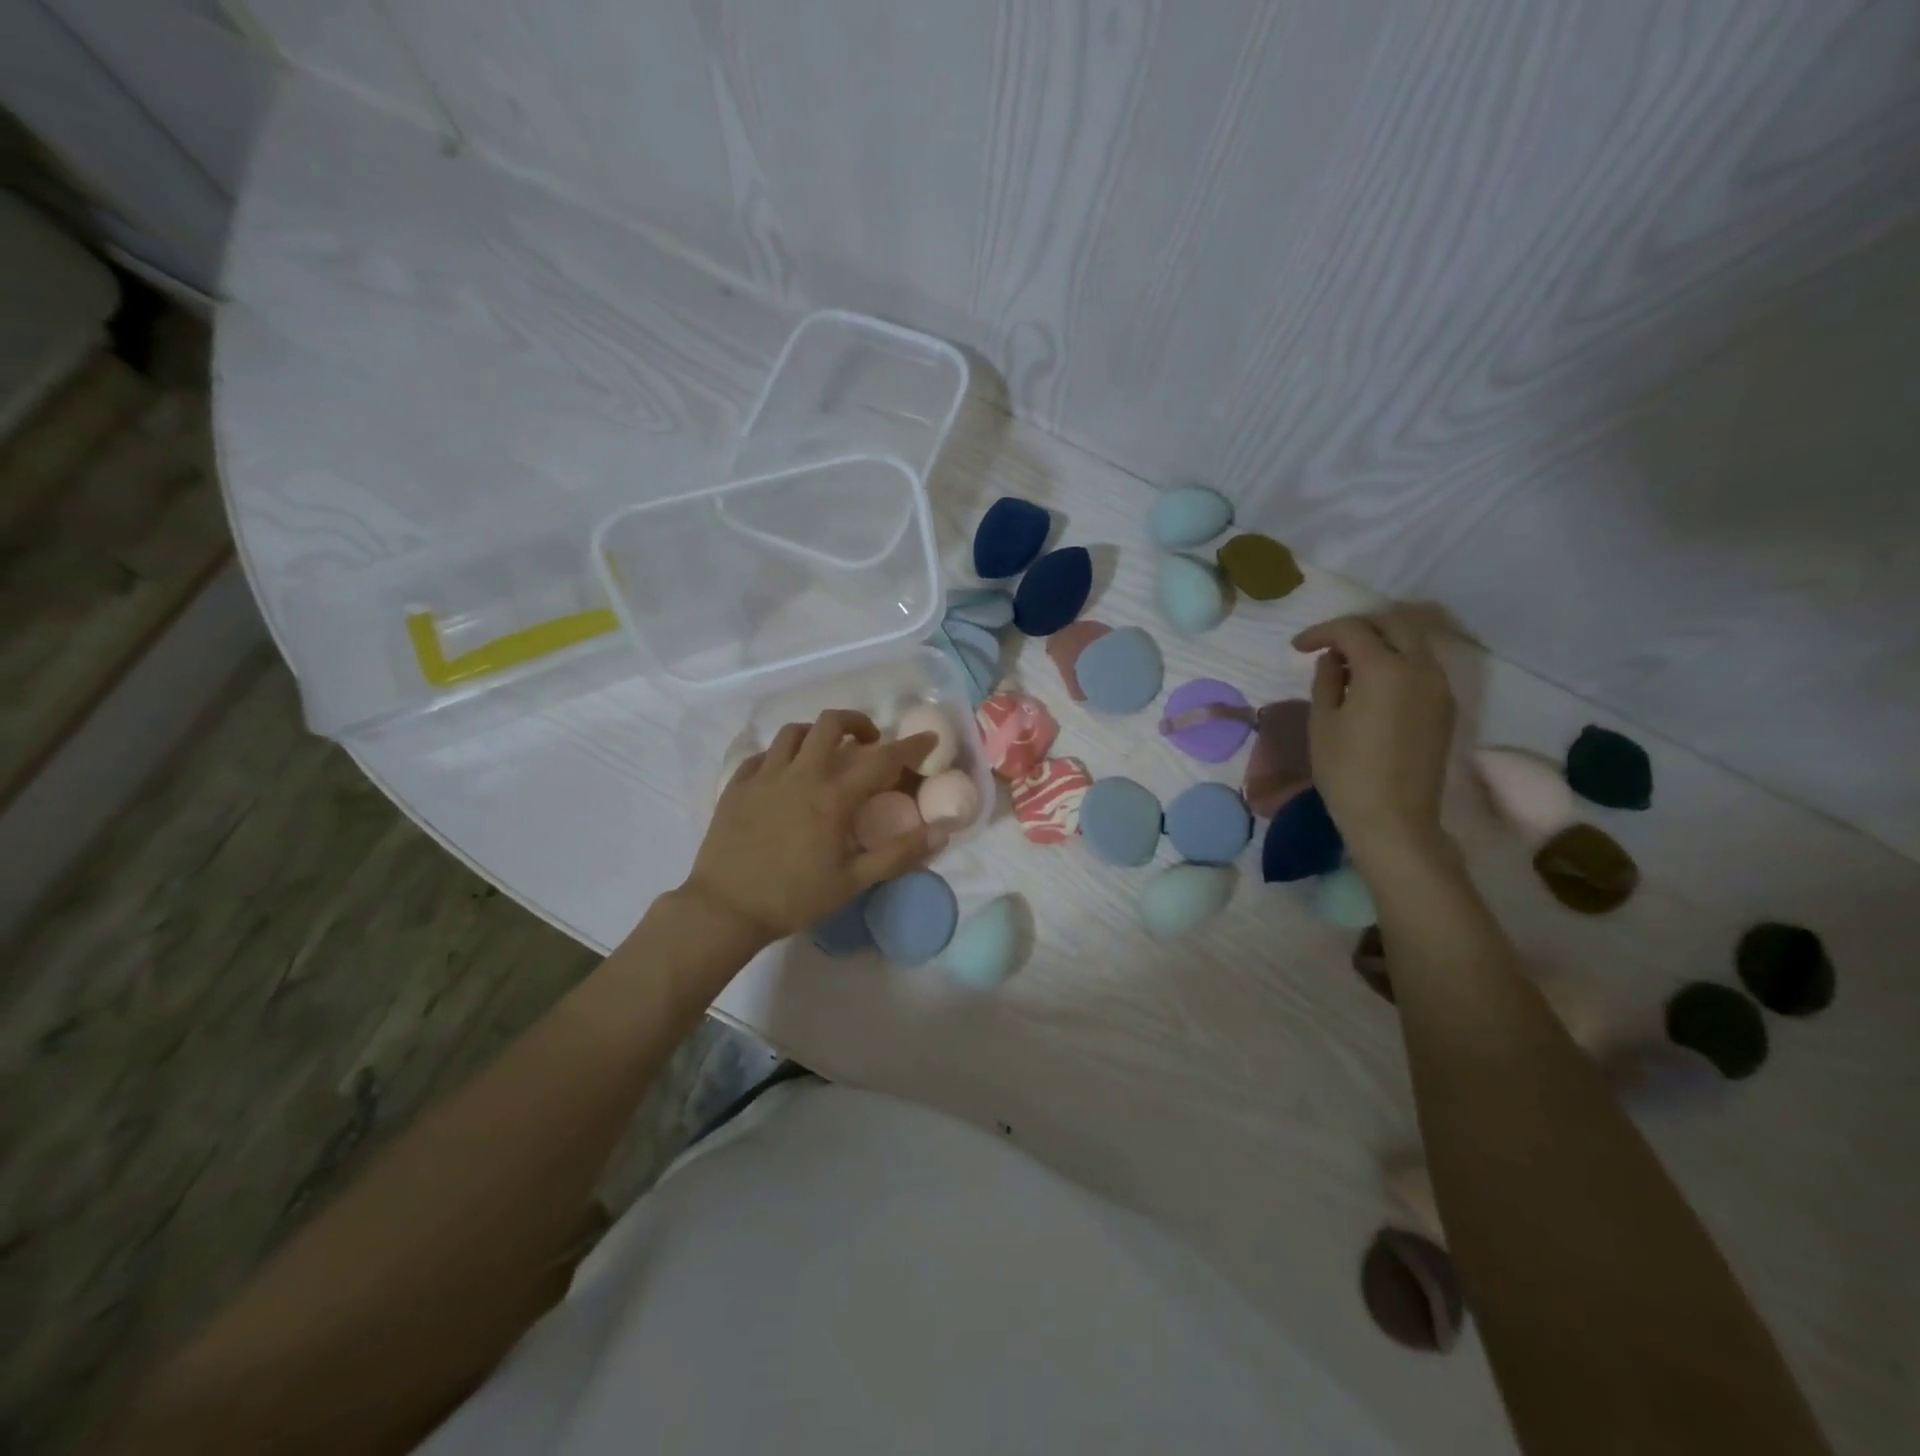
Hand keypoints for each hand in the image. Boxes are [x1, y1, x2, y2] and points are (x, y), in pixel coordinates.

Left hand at [682, 709, 946, 944]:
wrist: (725, 909)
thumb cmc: (795, 898)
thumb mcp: (854, 881)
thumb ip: (899, 853)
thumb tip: (942, 831)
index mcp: (833, 797)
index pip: (882, 759)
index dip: (911, 746)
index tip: (928, 739)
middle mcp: (801, 775)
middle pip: (831, 724)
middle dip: (857, 722)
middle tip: (868, 741)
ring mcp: (765, 776)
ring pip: (794, 732)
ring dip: (817, 734)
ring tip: (826, 752)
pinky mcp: (737, 785)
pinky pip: (762, 754)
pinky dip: (781, 755)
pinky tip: (785, 772)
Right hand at [1291, 609, 1455, 869]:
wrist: (1394, 819)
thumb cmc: (1346, 771)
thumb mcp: (1323, 722)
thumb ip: (1327, 681)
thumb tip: (1333, 660)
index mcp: (1385, 669)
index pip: (1353, 629)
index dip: (1321, 632)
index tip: (1297, 648)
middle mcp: (1420, 668)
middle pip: (1394, 622)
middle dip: (1358, 626)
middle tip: (1328, 645)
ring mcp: (1440, 686)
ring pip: (1414, 641)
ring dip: (1381, 641)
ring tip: (1349, 664)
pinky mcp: (1446, 706)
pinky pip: (1423, 665)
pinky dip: (1397, 660)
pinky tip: (1372, 684)